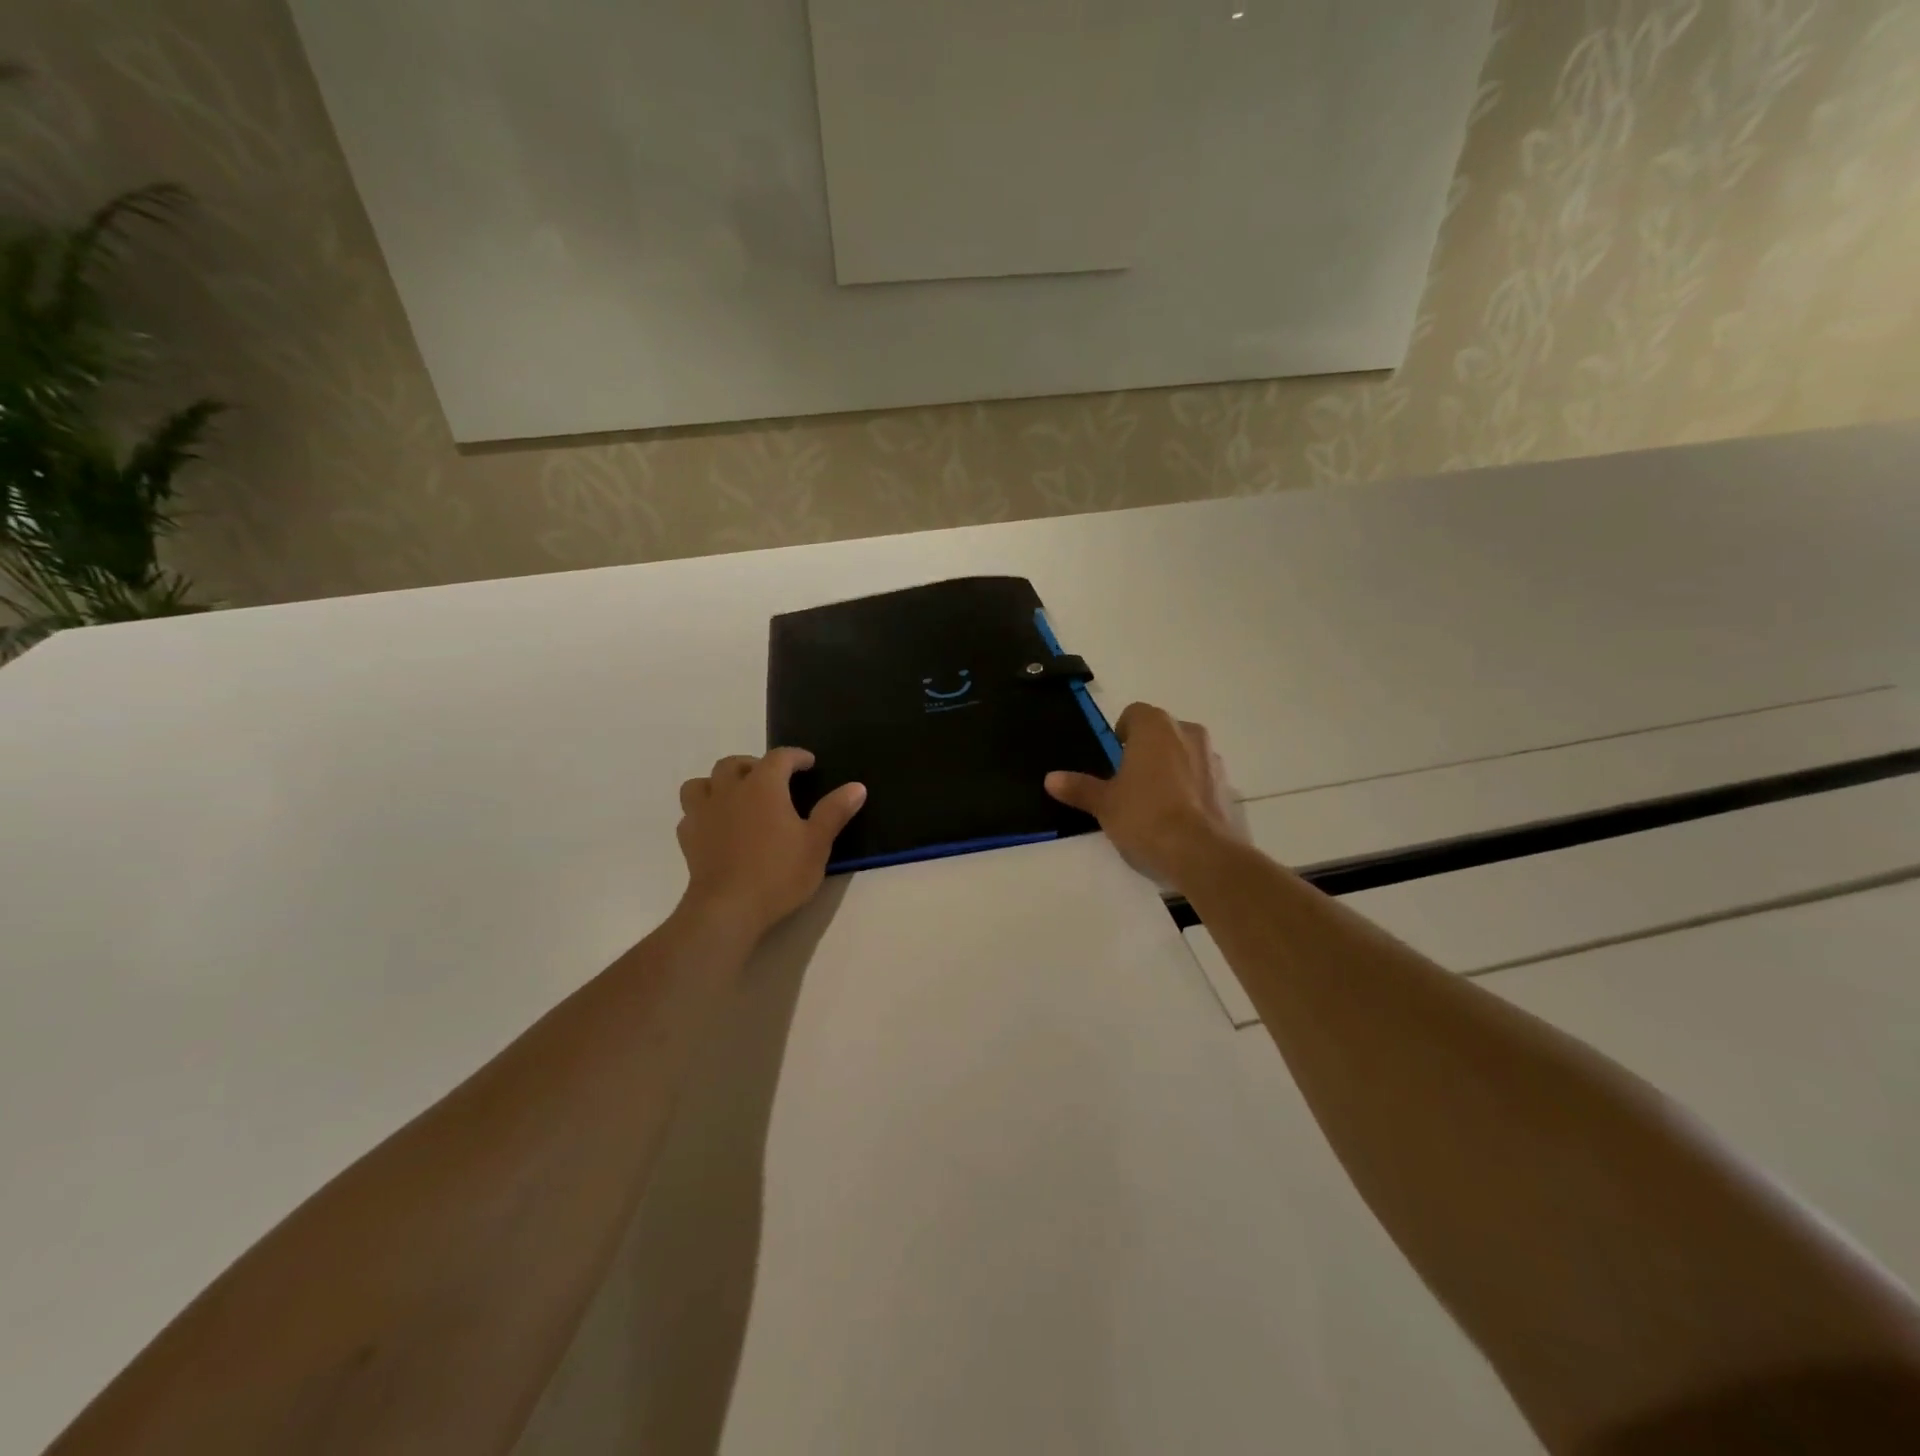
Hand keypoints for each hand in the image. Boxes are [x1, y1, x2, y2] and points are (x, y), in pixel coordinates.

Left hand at [676, 749, 866, 936]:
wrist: (728, 909)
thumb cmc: (778, 872)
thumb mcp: (817, 843)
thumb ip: (834, 811)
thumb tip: (857, 786)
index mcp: (763, 786)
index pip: (780, 757)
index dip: (796, 756)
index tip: (808, 763)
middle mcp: (729, 790)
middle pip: (735, 764)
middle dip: (754, 764)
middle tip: (772, 780)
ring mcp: (703, 813)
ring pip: (702, 783)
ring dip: (719, 783)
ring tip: (736, 797)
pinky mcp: (688, 838)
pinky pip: (691, 813)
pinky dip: (704, 812)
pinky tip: (717, 827)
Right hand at [1045, 703, 1241, 890]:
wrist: (1200, 852)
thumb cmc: (1145, 816)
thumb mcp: (1104, 804)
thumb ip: (1080, 787)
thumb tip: (1051, 778)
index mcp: (1155, 727)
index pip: (1135, 713)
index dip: (1121, 733)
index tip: (1113, 759)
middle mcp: (1187, 732)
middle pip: (1161, 732)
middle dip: (1147, 750)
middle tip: (1129, 781)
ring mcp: (1212, 758)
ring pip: (1184, 753)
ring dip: (1170, 767)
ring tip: (1154, 802)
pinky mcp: (1228, 786)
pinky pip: (1201, 778)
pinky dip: (1189, 789)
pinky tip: (1177, 817)